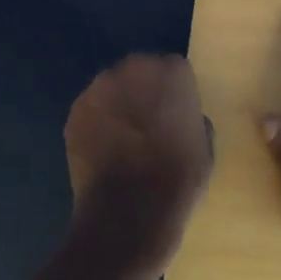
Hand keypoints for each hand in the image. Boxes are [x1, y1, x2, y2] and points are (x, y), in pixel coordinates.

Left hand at [65, 55, 214, 276]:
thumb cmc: (178, 179)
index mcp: (172, 73)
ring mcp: (100, 88)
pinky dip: (96, 123)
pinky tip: (103, 149)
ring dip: (117, 104)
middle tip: (148, 123)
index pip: (174, 69)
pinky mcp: (75, 110)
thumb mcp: (205, 147)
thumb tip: (183, 119)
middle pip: (140, 71)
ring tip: (122, 138)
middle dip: (143, 91)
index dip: (175, 92)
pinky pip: (91, 110)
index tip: (175, 113)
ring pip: (111, 88)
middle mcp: (133, 69)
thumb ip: (194, 119)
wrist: (130, 210)